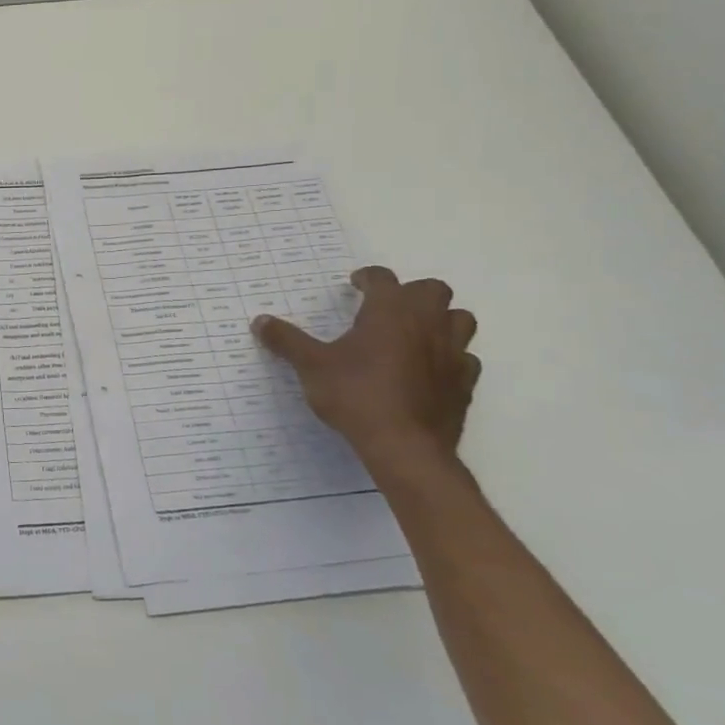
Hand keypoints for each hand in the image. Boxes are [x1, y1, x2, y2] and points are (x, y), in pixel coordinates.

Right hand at [253, 266, 480, 486]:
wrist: (404, 446)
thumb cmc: (355, 395)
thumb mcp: (311, 365)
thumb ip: (287, 340)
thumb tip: (259, 320)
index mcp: (389, 311)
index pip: (383, 278)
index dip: (368, 278)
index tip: (355, 285)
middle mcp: (426, 324)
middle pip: (433, 290)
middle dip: (411, 293)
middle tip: (387, 308)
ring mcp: (452, 353)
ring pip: (460, 320)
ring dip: (441, 320)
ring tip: (415, 333)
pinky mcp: (464, 384)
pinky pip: (465, 359)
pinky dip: (450, 358)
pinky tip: (430, 370)